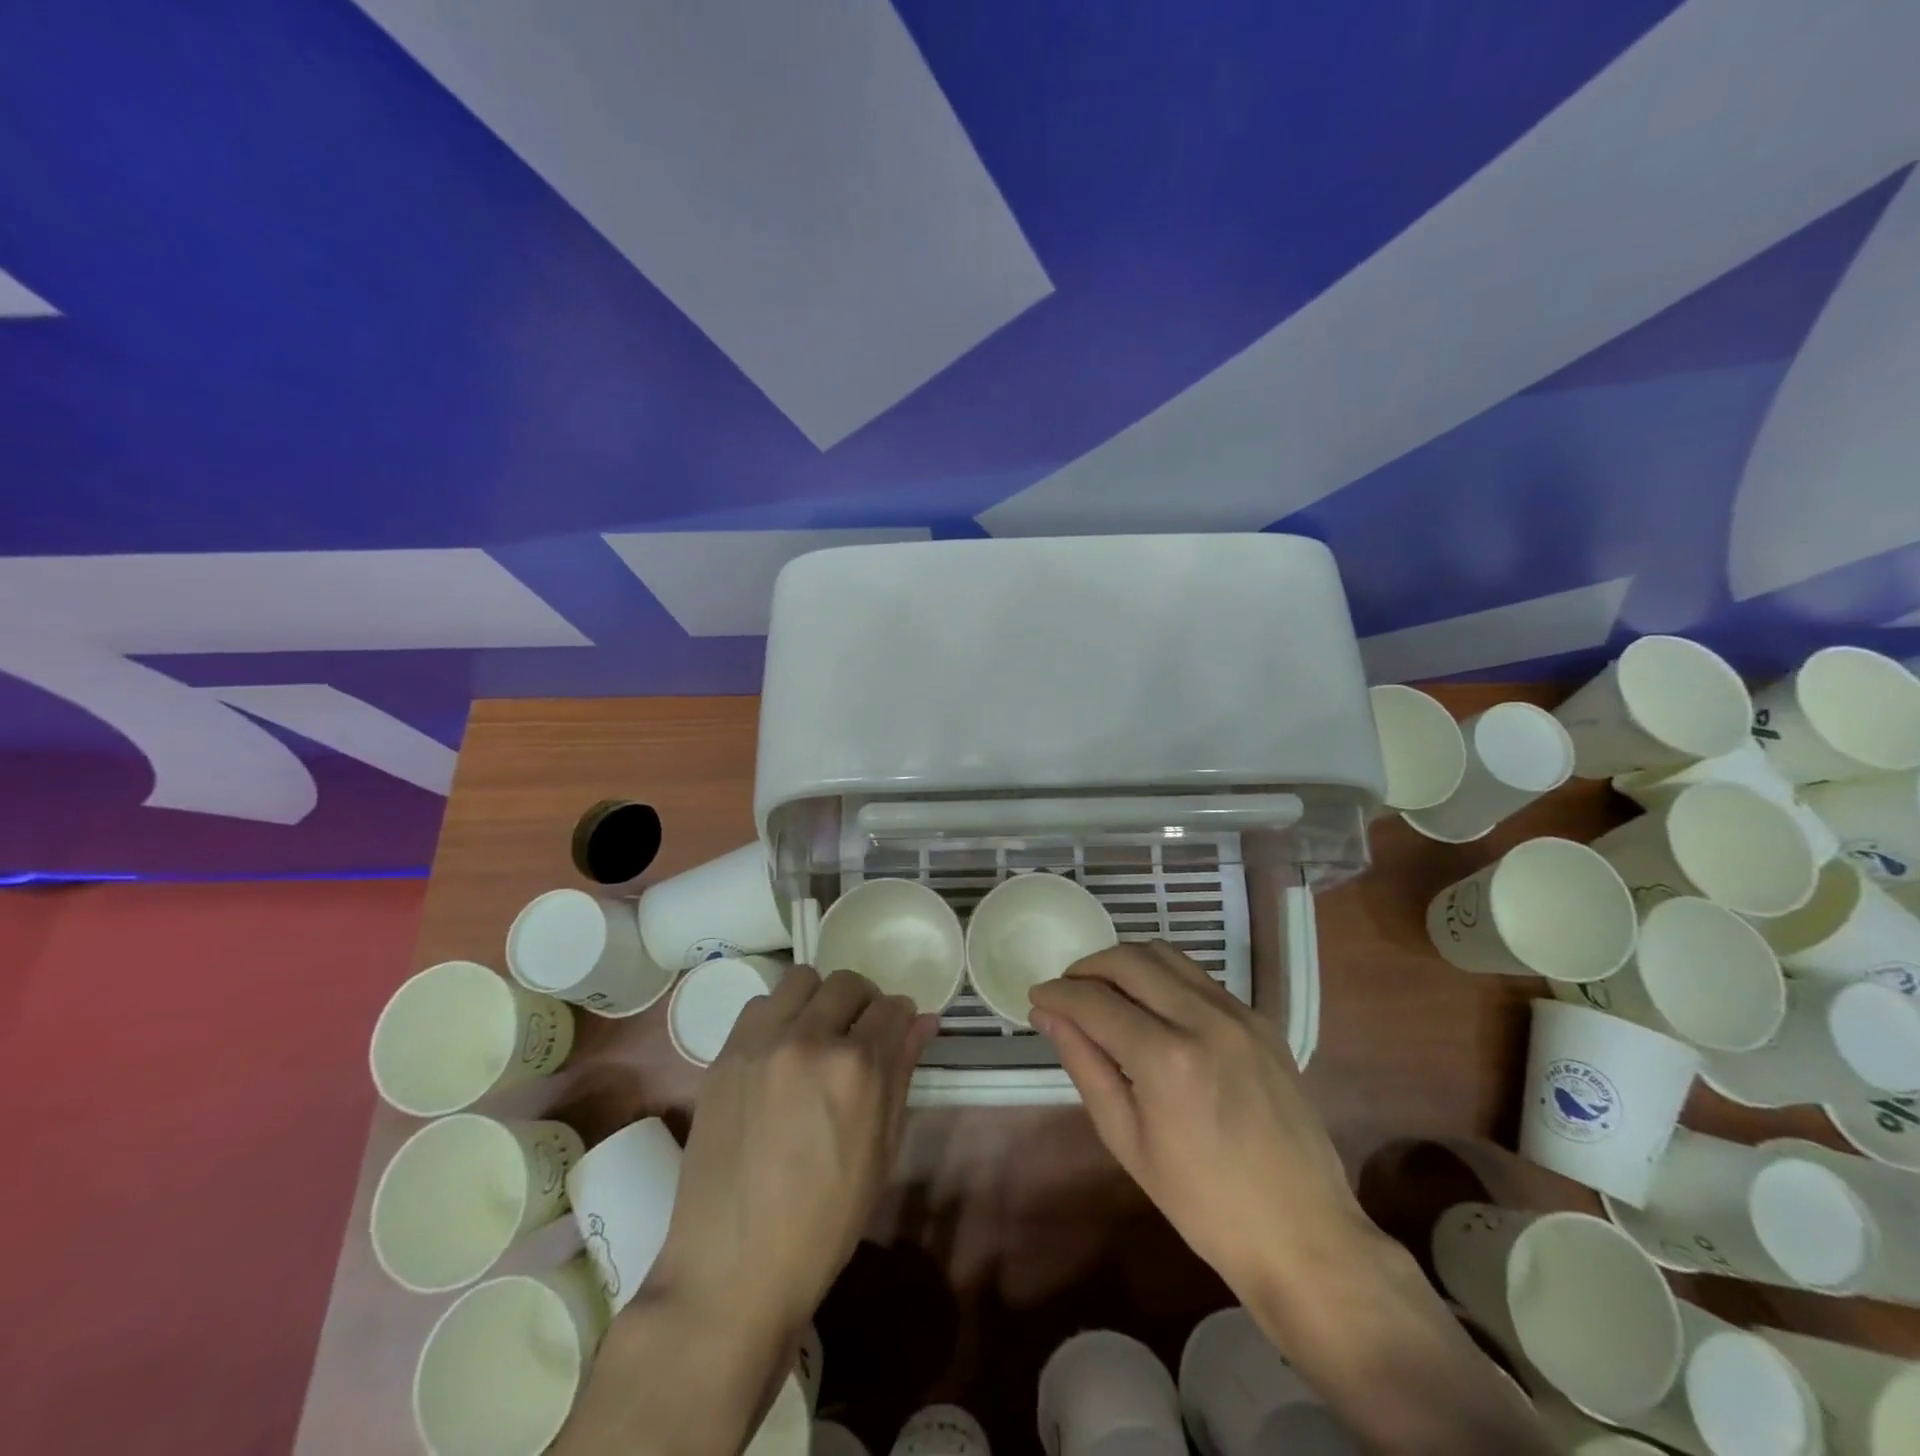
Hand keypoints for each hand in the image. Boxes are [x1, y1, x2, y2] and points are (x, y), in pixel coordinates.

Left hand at [643, 967, 935, 1344]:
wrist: (732, 1270)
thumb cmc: (824, 1223)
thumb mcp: (881, 1152)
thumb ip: (901, 1074)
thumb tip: (923, 1022)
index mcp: (857, 1068)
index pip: (891, 1008)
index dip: (901, 1017)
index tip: (898, 1031)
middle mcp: (809, 1040)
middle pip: (847, 983)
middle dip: (864, 1002)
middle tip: (860, 1034)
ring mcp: (760, 1044)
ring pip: (800, 980)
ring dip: (819, 999)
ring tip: (817, 1035)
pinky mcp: (724, 1056)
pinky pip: (759, 1005)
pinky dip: (778, 1015)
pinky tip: (780, 1052)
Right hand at [1032, 943, 1553, 1455]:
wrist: (1304, 1233)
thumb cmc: (1203, 1204)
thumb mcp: (1127, 1141)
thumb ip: (1085, 1065)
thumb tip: (1049, 1015)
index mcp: (1167, 1058)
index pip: (1094, 1000)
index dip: (1057, 993)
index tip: (1036, 996)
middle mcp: (1204, 1019)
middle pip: (1129, 959)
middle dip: (1087, 967)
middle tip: (1067, 990)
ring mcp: (1240, 1014)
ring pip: (1166, 955)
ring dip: (1125, 962)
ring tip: (1104, 990)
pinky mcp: (1262, 1020)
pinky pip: (1199, 977)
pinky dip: (1163, 977)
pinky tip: (1152, 1007)